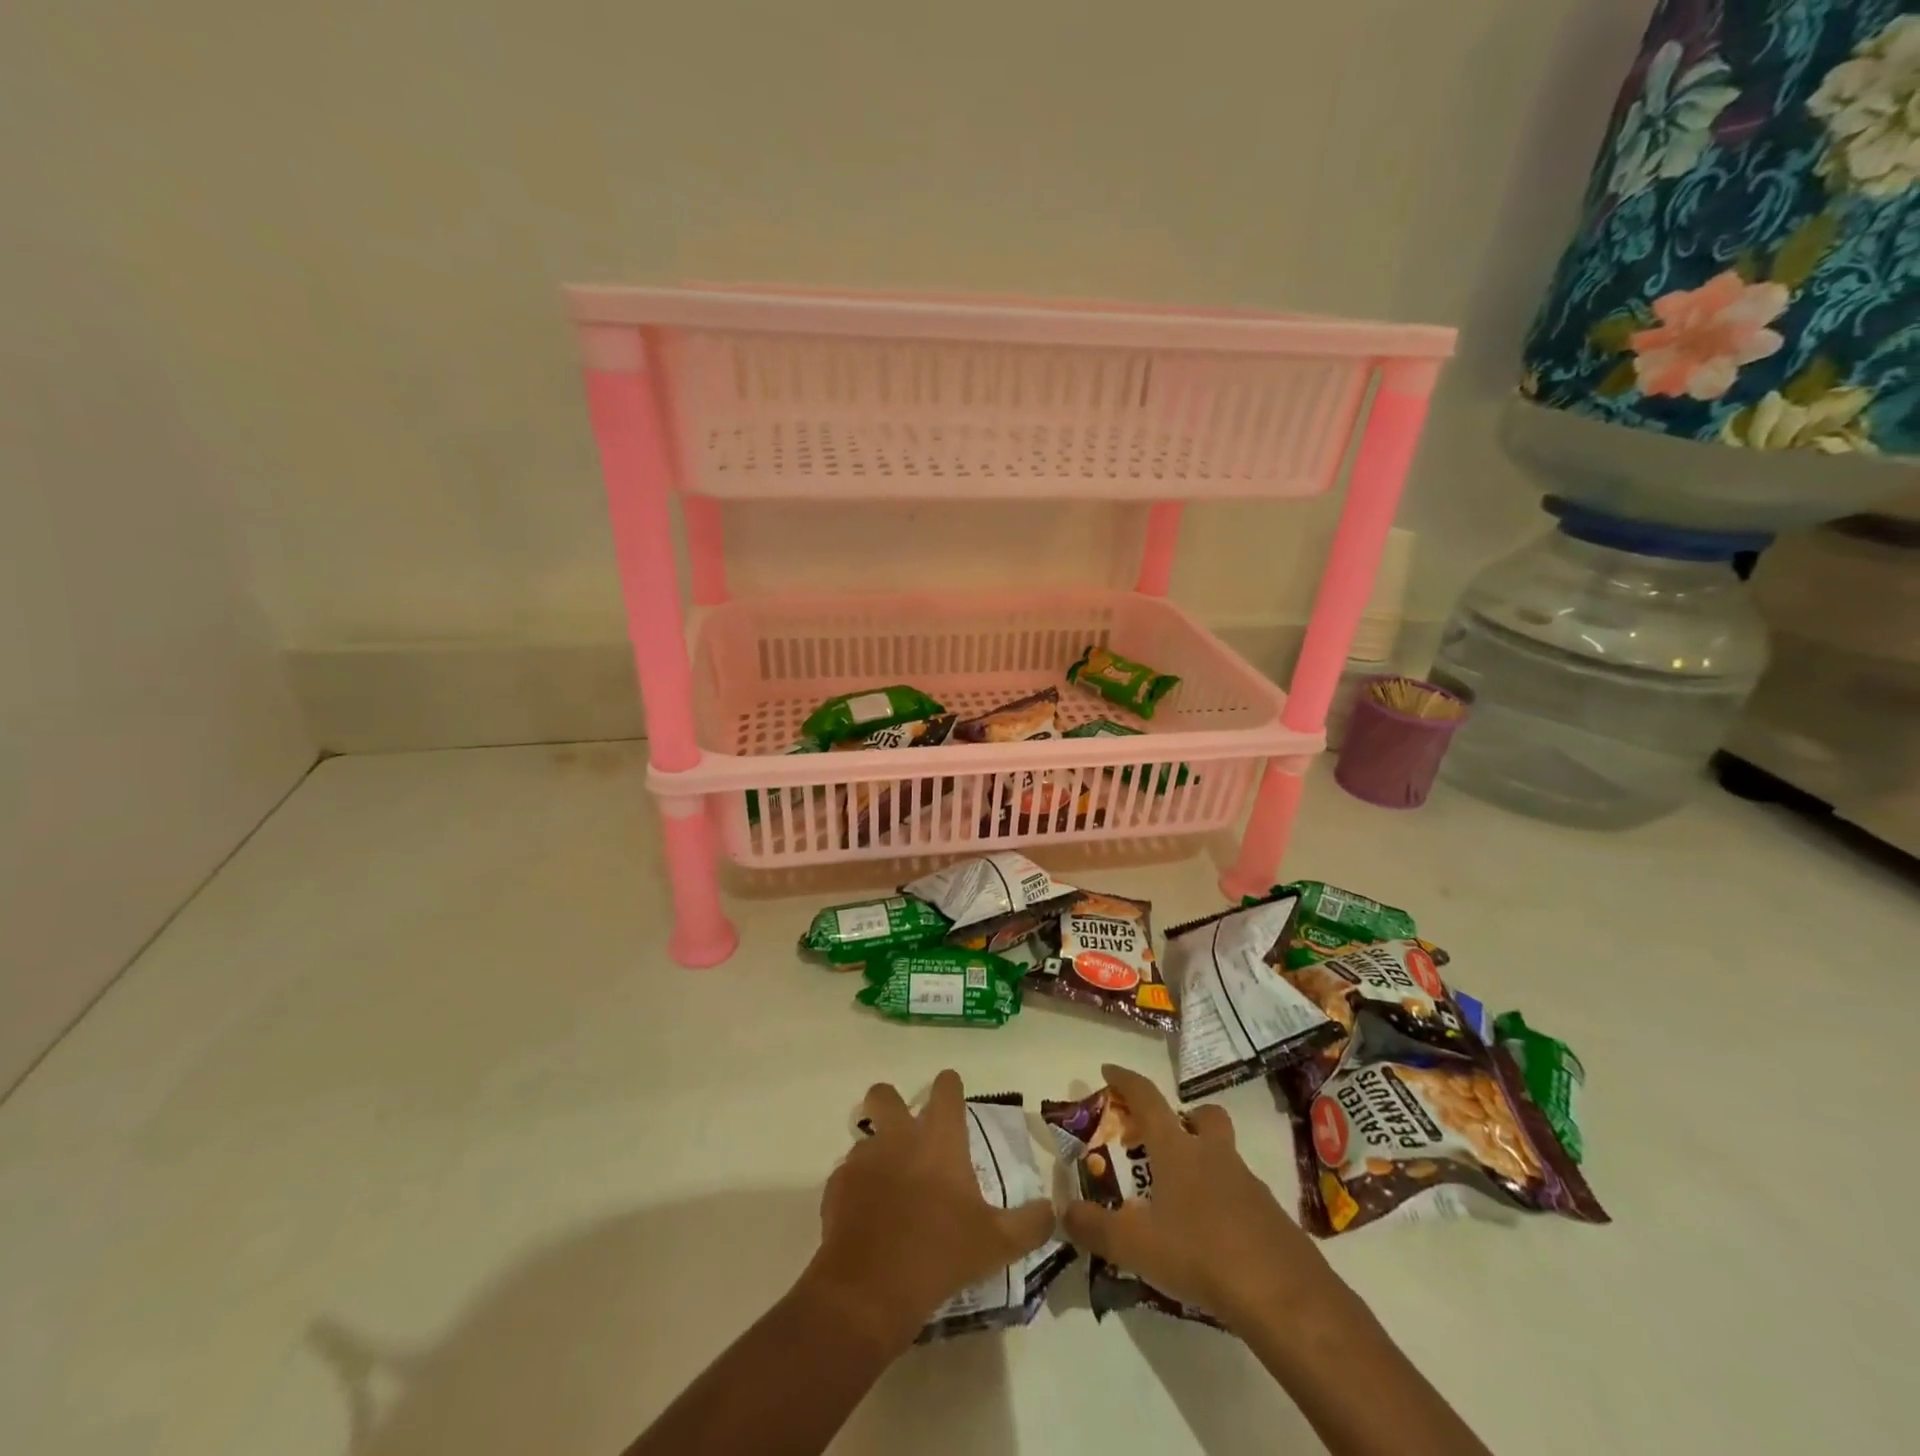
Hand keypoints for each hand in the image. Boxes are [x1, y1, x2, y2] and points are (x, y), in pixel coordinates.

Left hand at [804, 1069, 1056, 1353]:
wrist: (870, 1290)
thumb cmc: (941, 1254)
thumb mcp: (997, 1244)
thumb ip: (1029, 1224)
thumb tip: (1050, 1210)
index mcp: (939, 1138)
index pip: (946, 1088)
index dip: (950, 1087)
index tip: (953, 1095)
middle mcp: (898, 1136)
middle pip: (885, 1094)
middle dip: (892, 1103)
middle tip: (907, 1133)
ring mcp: (863, 1158)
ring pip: (865, 1137)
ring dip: (877, 1153)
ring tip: (890, 1188)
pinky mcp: (837, 1186)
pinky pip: (848, 1176)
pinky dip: (858, 1189)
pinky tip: (869, 1220)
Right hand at [1063, 1063, 1339, 1334]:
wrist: (1283, 1295)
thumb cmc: (1201, 1253)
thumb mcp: (1135, 1246)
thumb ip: (1095, 1228)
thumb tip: (1064, 1211)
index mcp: (1177, 1150)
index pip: (1147, 1098)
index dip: (1126, 1080)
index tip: (1108, 1070)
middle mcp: (1213, 1155)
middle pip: (1204, 1116)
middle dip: (1185, 1117)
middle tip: (1164, 1140)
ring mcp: (1248, 1183)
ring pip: (1224, 1156)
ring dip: (1204, 1164)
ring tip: (1181, 1201)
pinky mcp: (1271, 1216)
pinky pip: (1241, 1195)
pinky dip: (1223, 1204)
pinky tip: (1210, 1238)